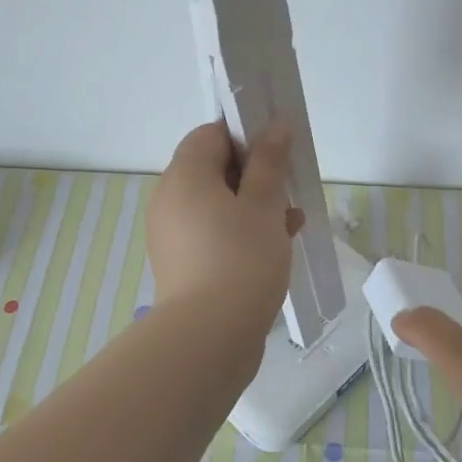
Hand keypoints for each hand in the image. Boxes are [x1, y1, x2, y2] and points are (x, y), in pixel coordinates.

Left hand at [146, 121, 305, 342]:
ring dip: (253, 206)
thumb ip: (269, 161)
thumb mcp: (263, 204)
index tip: (276, 153)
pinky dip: (240, 233)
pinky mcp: (181, 264)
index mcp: (184, 176)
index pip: (210, 135)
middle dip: (254, 175)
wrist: (210, 335)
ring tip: (291, 221)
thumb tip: (274, 125)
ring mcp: (172, 235)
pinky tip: (275, 246)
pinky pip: (212, 234)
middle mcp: (169, 200)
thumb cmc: (241, 258)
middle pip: (212, 170)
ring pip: (217, 205)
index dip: (245, 136)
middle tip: (287, 189)